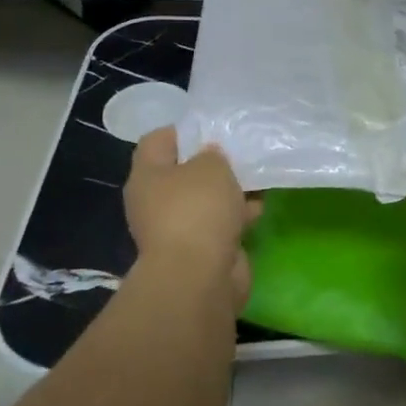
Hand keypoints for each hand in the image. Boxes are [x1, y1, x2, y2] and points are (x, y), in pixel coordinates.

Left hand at [124, 128, 259, 309]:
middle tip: (239, 152)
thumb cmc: (198, 210)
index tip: (213, 128)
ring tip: (257, 178)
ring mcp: (176, 229)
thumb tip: (210, 157)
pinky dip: (236, 216)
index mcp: (147, 176)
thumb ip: (212, 154)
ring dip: (229, 192)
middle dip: (212, 164)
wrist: (200, 277)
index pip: (157, 140)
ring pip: (205, 200)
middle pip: (183, 172)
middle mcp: (155, 202)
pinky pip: (219, 224)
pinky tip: (257, 208)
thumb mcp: (211, 166)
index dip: (183, 130)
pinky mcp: (199, 251)